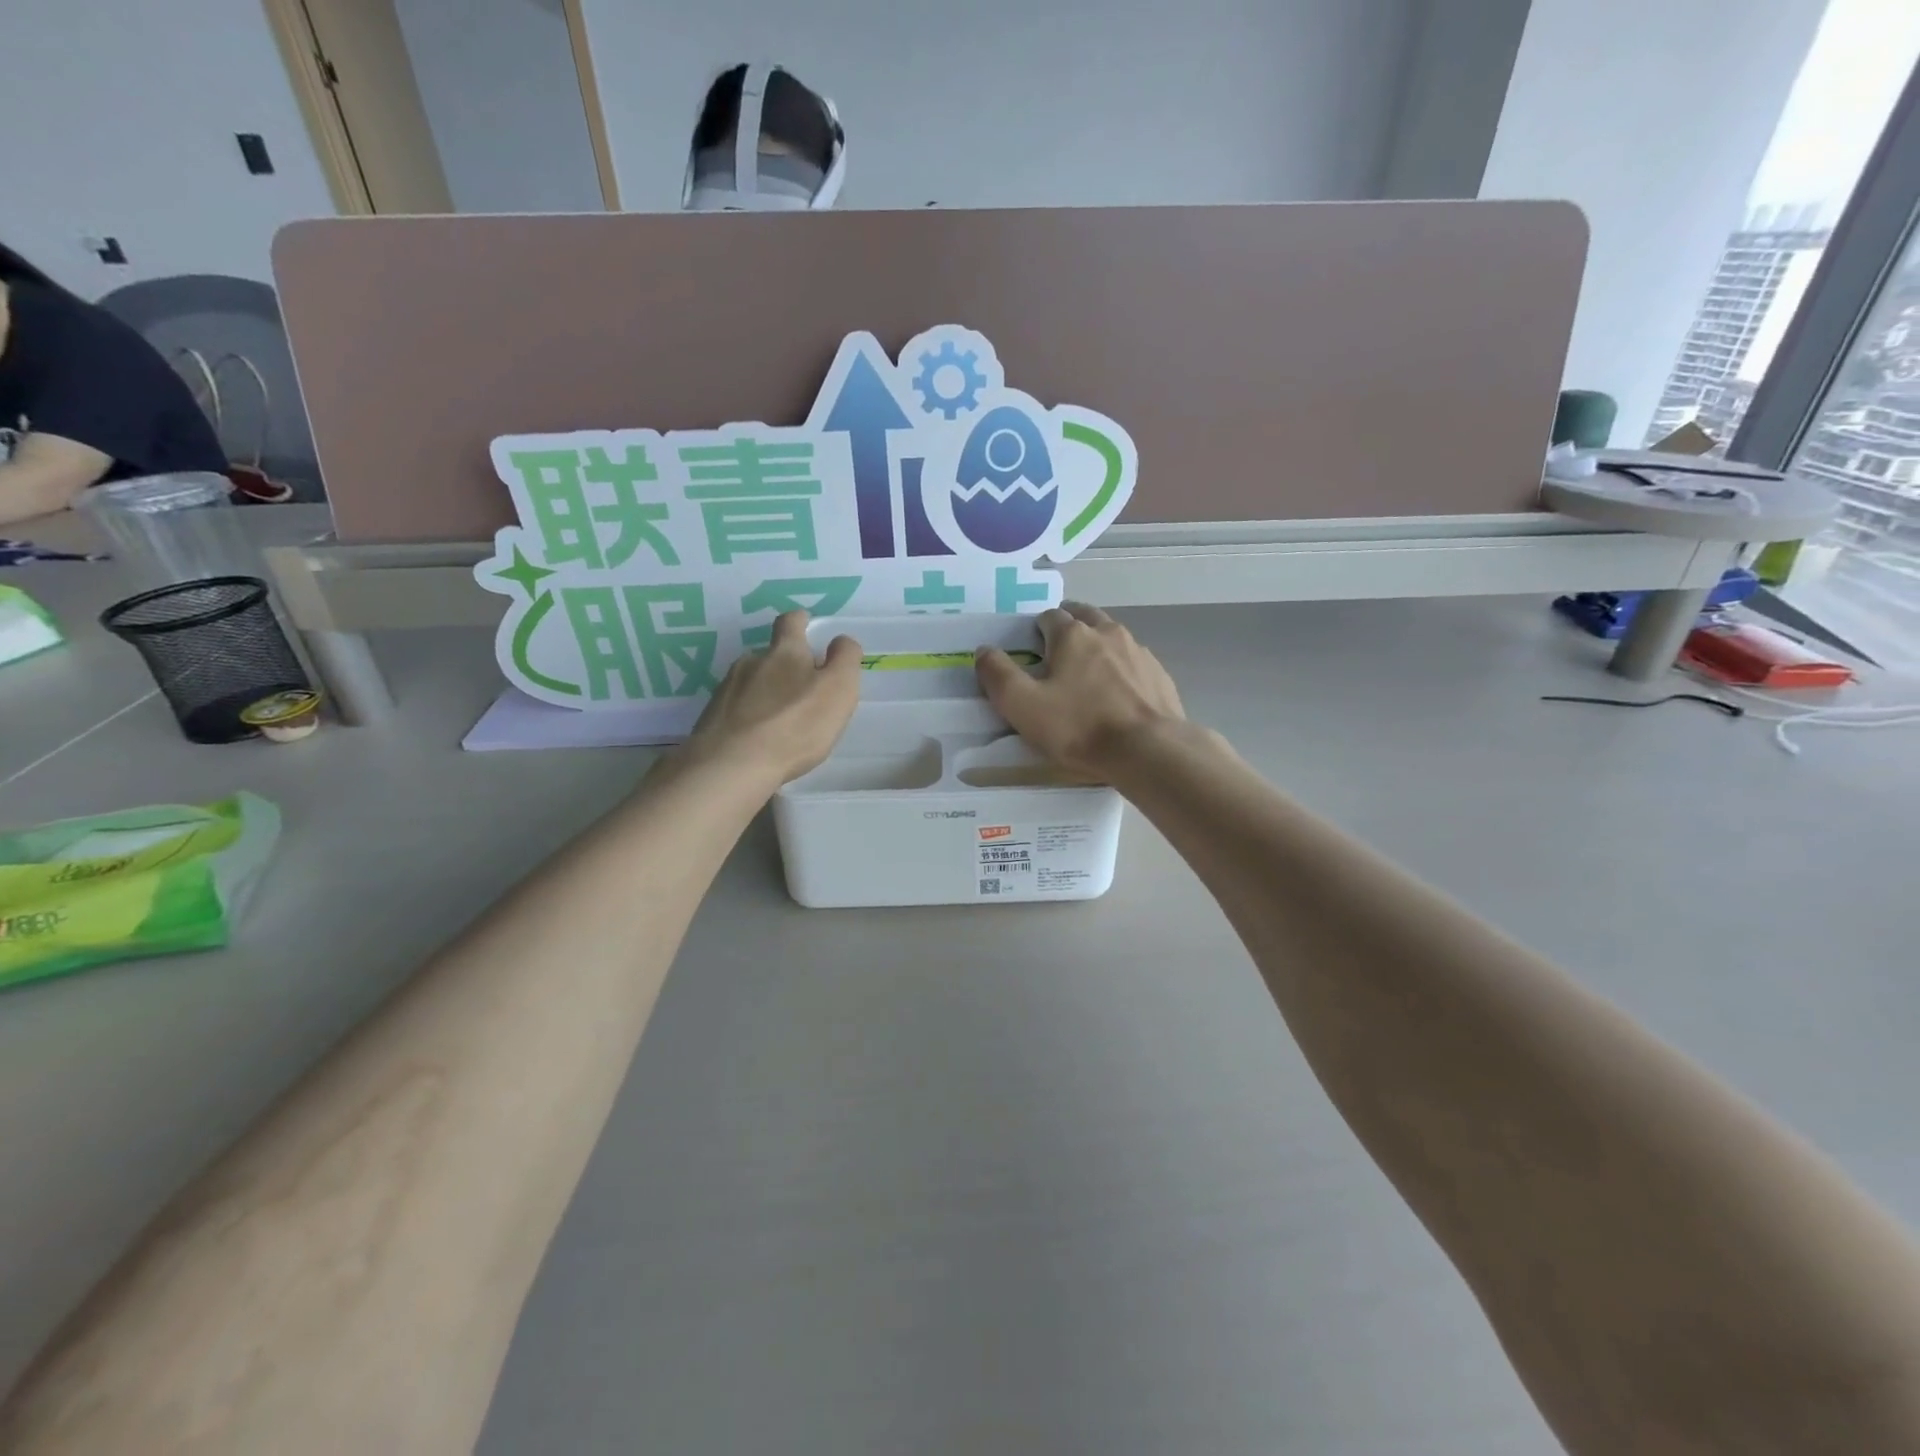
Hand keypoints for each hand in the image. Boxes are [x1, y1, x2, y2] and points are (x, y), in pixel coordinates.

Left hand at [684, 611, 861, 785]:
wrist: (732, 764)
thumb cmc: (796, 724)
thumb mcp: (838, 688)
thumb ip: (845, 659)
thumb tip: (841, 640)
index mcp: (785, 652)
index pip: (791, 622)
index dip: (800, 620)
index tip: (807, 623)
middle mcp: (751, 662)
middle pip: (770, 654)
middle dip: (785, 665)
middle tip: (802, 687)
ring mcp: (726, 690)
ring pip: (751, 682)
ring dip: (765, 693)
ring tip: (779, 719)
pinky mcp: (711, 718)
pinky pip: (735, 709)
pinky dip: (749, 717)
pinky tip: (758, 738)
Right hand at [975, 602, 1185, 777]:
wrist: (1148, 750)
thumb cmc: (1079, 726)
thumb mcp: (1022, 705)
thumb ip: (997, 674)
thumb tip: (984, 650)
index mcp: (1072, 634)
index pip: (1049, 617)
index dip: (1035, 632)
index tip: (1030, 654)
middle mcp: (1108, 632)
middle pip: (1084, 616)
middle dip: (1069, 628)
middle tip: (1057, 655)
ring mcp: (1139, 652)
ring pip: (1112, 637)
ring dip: (1097, 646)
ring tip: (1088, 675)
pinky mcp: (1159, 675)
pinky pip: (1134, 662)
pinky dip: (1121, 669)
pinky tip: (1118, 695)